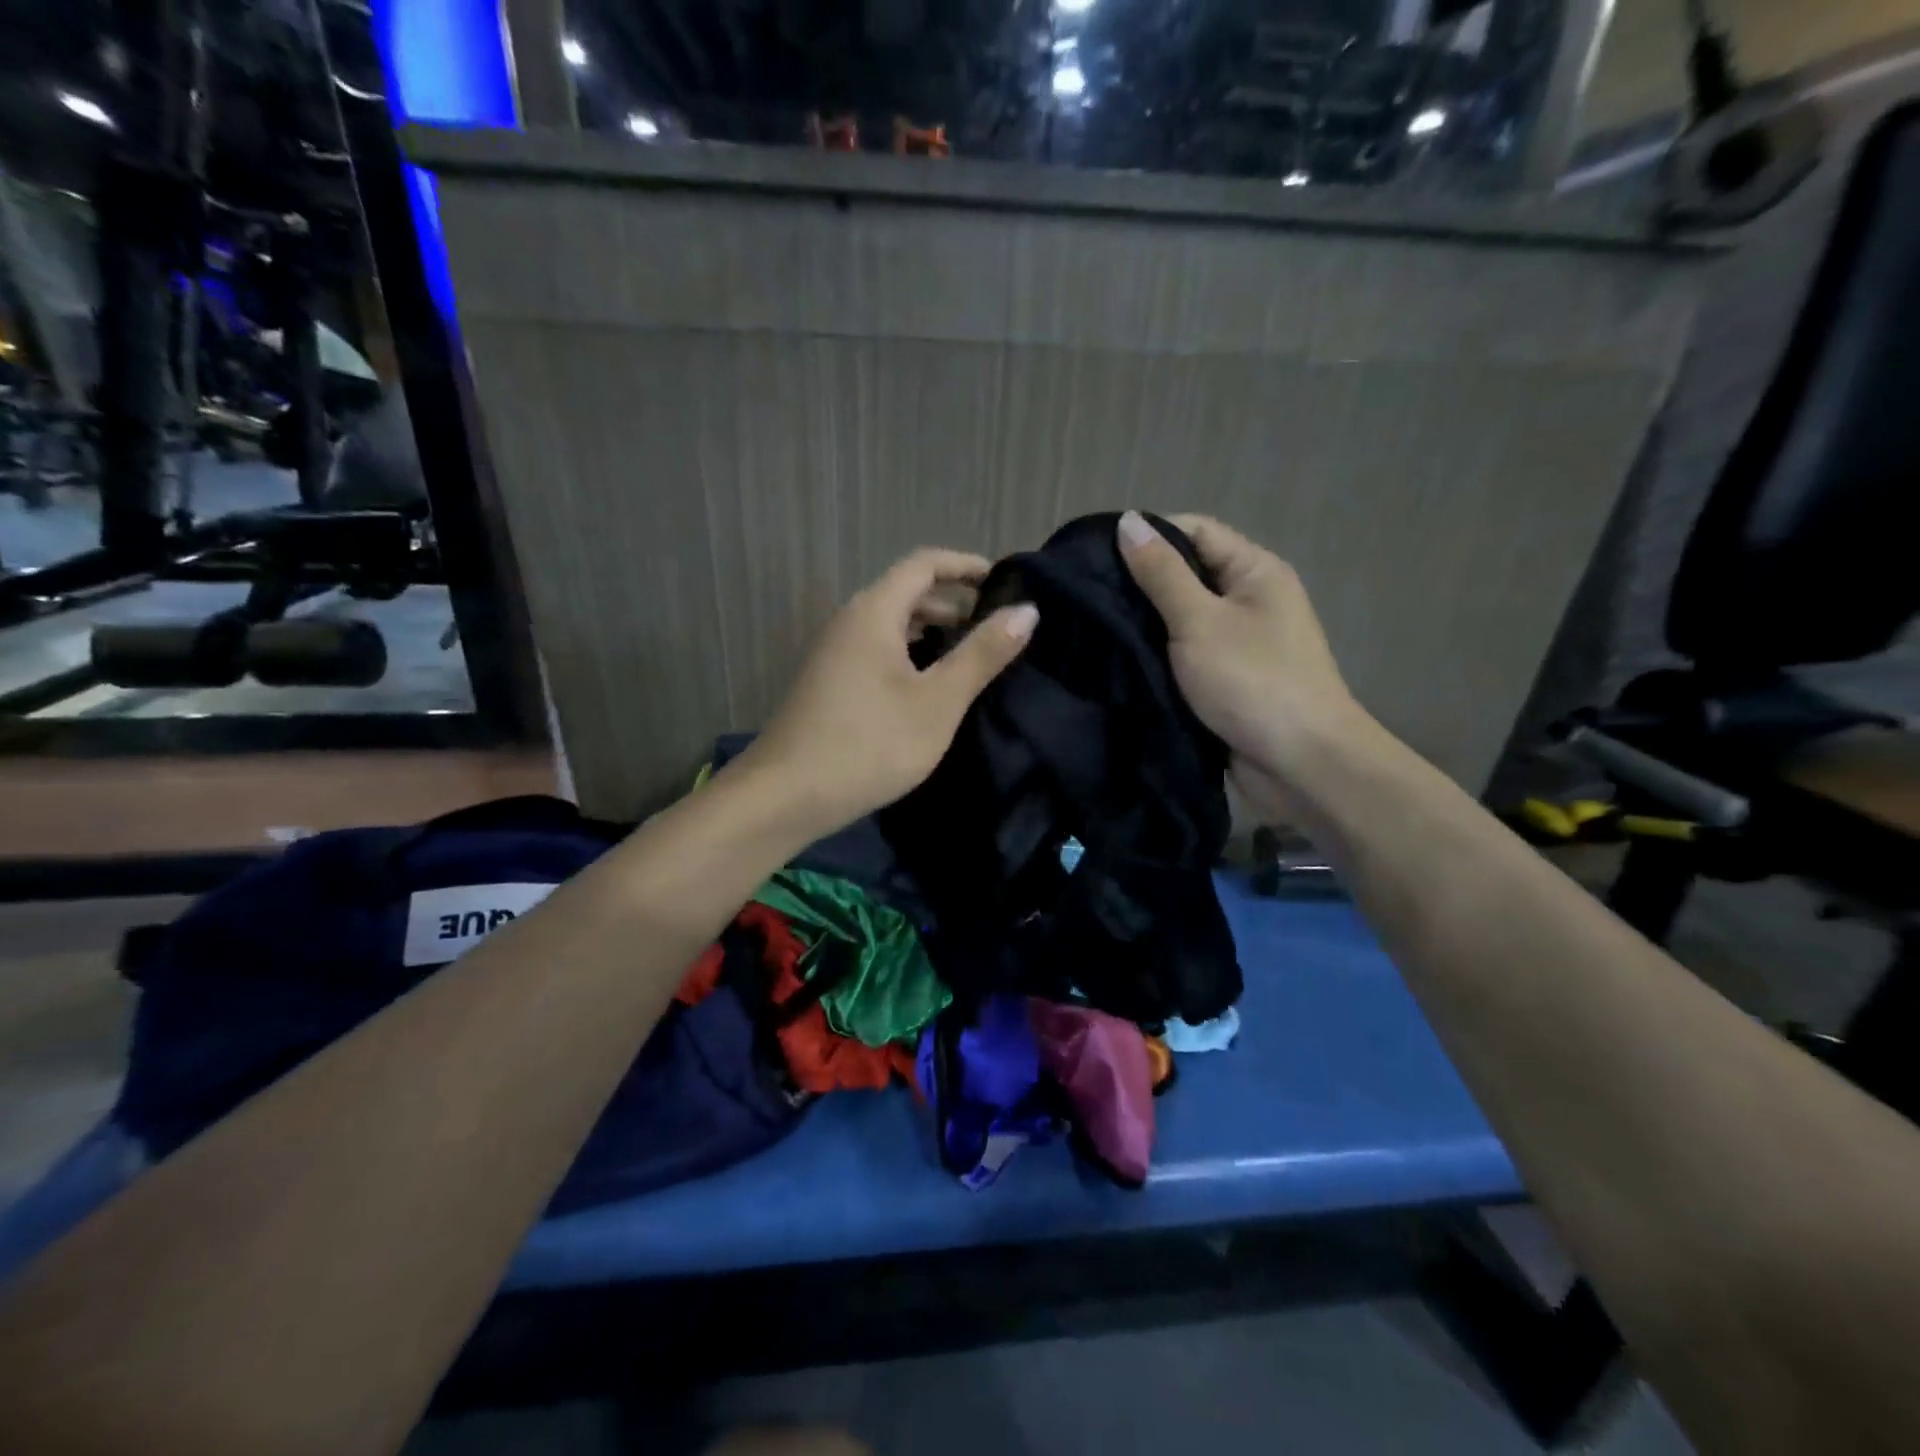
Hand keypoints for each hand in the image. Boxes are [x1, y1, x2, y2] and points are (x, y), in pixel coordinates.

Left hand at [743, 548, 1036, 836]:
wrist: (785, 796)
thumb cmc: (869, 745)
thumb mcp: (937, 702)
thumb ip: (982, 654)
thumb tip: (1027, 611)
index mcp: (874, 612)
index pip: (925, 564)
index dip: (967, 566)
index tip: (1005, 585)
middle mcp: (850, 621)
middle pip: (907, 592)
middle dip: (954, 603)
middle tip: (997, 630)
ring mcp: (834, 653)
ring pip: (892, 625)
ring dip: (933, 632)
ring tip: (972, 659)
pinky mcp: (829, 682)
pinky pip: (877, 650)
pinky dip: (911, 655)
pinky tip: (930, 688)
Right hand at [1117, 510, 1363, 819]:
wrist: (1301, 764)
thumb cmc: (1253, 681)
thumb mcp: (1200, 621)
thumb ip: (1162, 574)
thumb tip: (1128, 521)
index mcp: (1255, 571)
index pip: (1195, 531)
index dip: (1148, 535)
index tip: (1095, 555)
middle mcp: (1249, 600)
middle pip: (1187, 575)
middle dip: (1139, 583)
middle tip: (1084, 594)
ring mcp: (1238, 643)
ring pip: (1181, 620)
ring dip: (1144, 624)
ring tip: (1091, 626)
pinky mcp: (1225, 680)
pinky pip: (1184, 656)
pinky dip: (1156, 656)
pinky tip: (1117, 660)